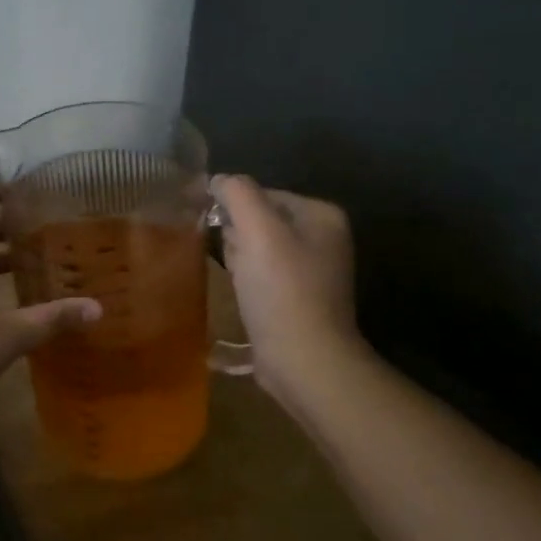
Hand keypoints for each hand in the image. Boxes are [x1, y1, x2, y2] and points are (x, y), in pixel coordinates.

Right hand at [212, 176, 366, 390]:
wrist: (304, 360)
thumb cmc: (282, 290)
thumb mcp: (257, 230)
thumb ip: (237, 193)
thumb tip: (218, 180)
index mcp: (321, 215)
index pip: (260, 193)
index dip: (235, 211)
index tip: (225, 235)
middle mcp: (322, 237)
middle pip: (258, 220)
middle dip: (237, 237)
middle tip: (239, 264)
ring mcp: (312, 270)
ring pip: (255, 248)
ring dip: (239, 261)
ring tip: (241, 284)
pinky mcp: (298, 297)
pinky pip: (261, 275)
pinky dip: (247, 282)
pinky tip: (244, 298)